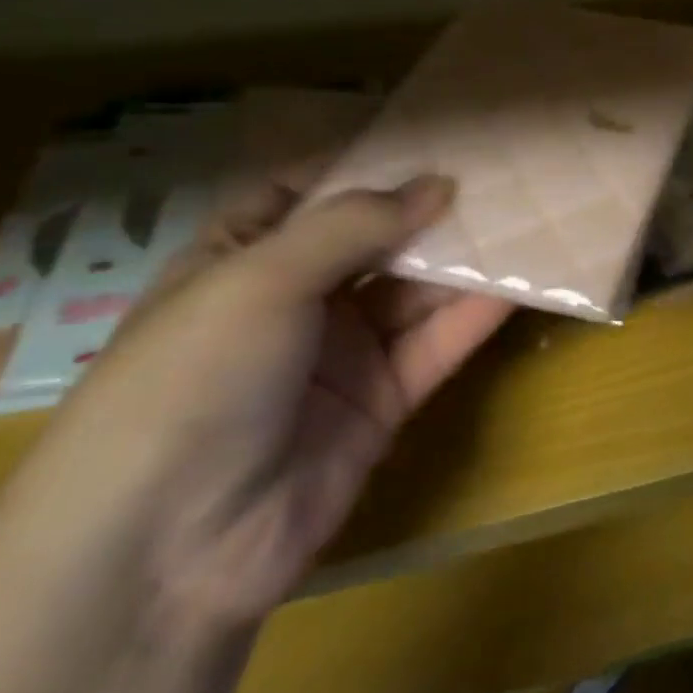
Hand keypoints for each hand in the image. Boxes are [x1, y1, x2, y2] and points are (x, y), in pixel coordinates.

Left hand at [14, 174, 511, 628]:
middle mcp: (293, 299)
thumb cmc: (193, 380)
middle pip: (375, 238)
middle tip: (501, 171)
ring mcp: (341, 352)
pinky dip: (477, 312)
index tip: (432, 136)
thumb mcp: (260, 279)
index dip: (364, 162)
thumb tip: (440, 182)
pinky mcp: (383, 400)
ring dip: (465, 256)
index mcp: (240, 259)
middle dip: (431, 206)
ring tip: (527, 213)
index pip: (306, 191)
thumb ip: (356, 224)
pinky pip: (436, 343)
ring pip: (414, 289)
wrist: (166, 556)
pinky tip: (522, 278)